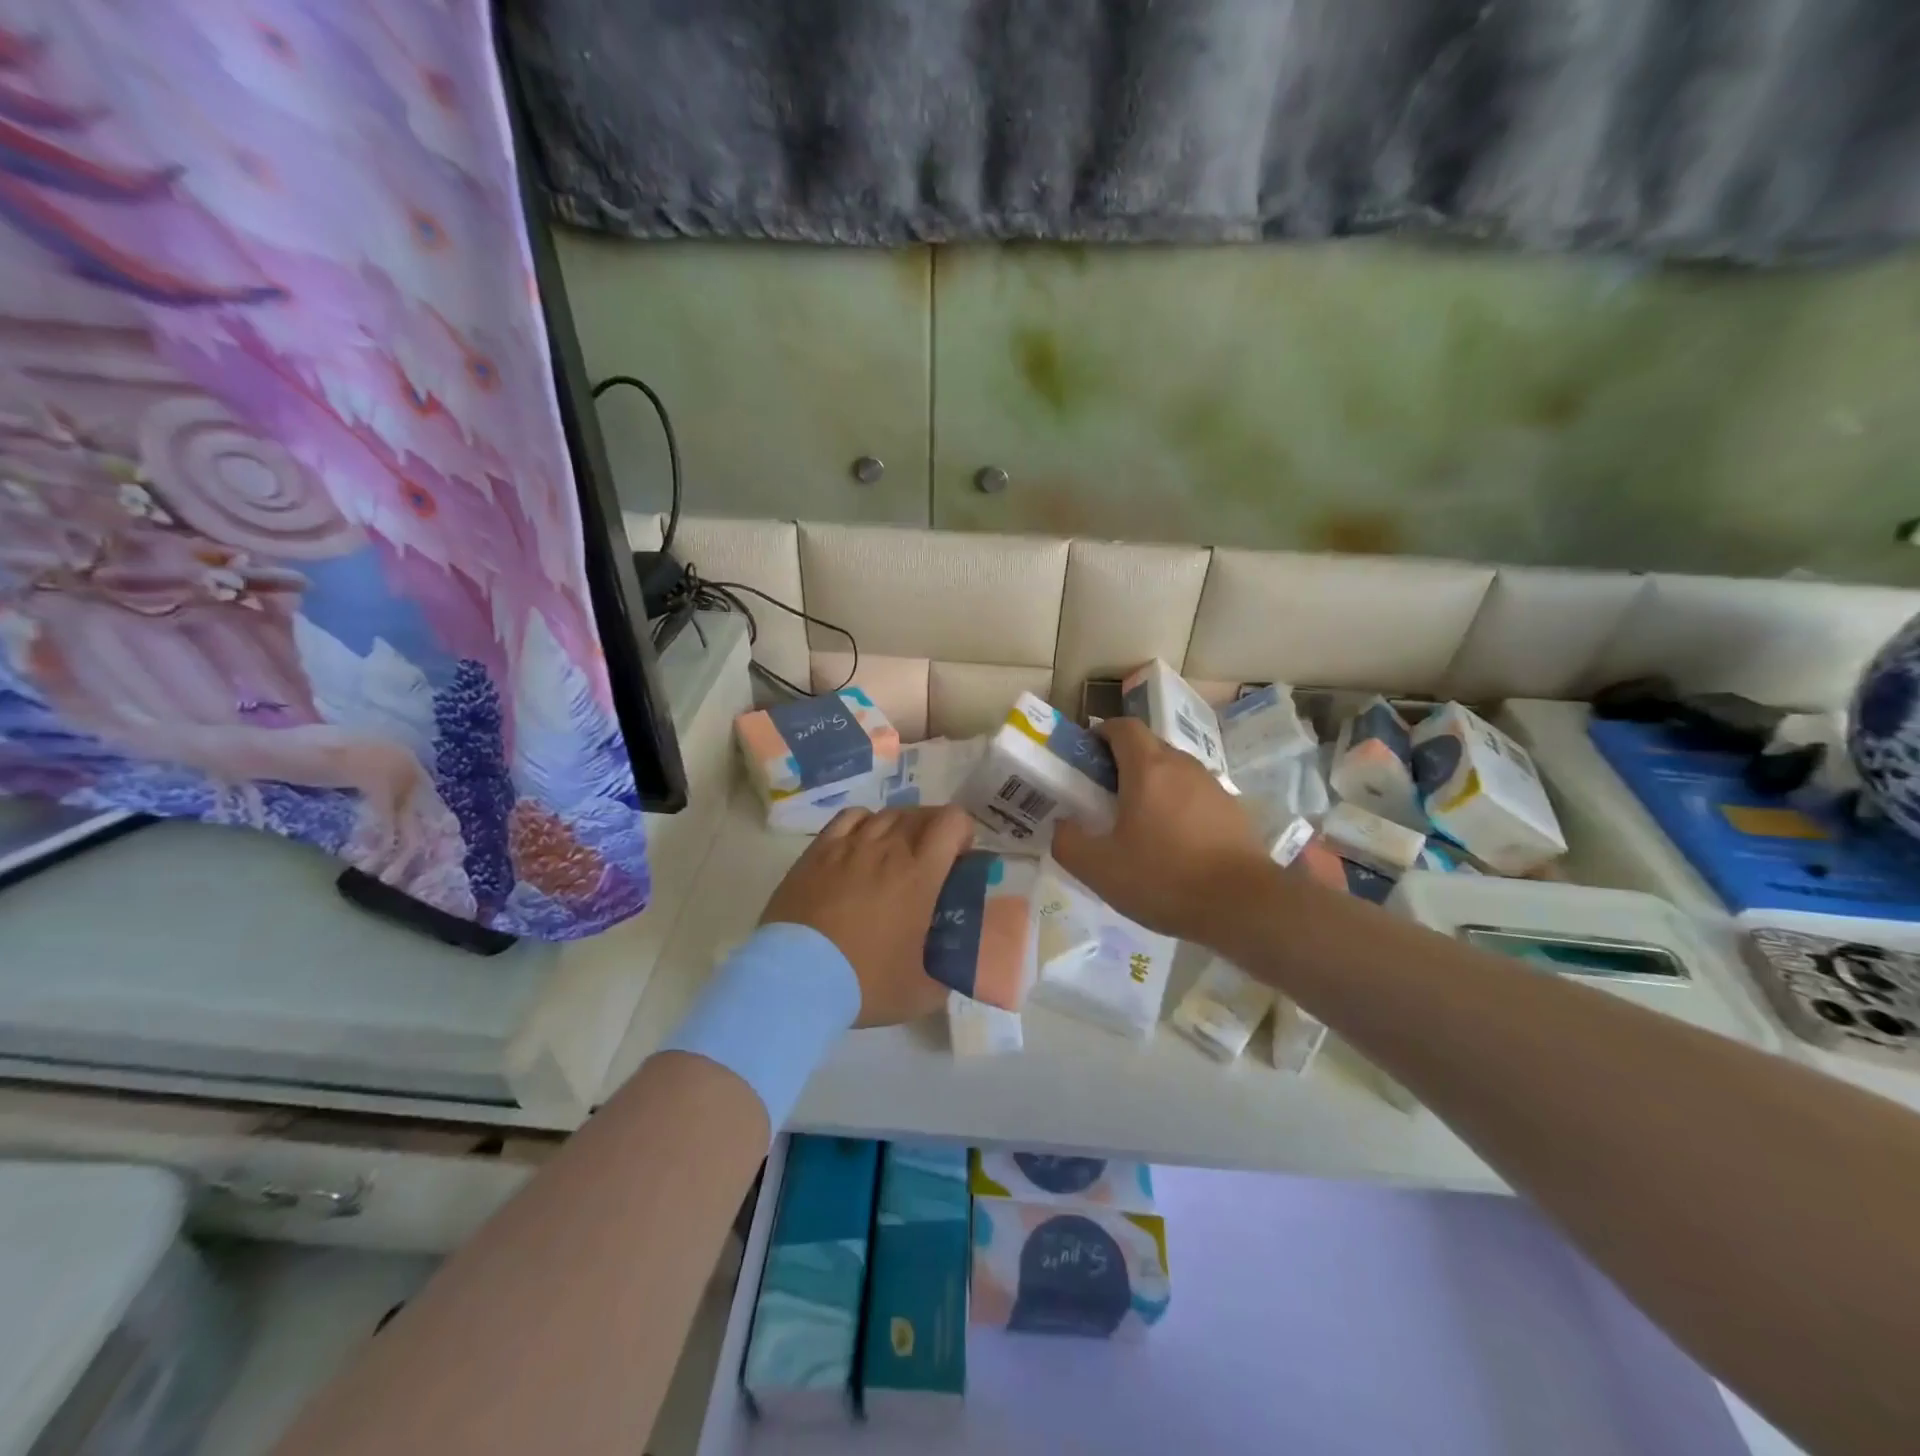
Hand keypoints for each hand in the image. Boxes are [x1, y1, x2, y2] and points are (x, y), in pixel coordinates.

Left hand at [759, 804, 975, 1026]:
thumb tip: (954, 968)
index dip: (963, 832)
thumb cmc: (864, 982)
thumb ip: (947, 974)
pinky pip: (850, 818)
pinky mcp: (818, 851)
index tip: (960, 859)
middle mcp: (887, 848)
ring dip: (901, 828)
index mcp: (920, 874)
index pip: (952, 821)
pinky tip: (862, 845)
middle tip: (931, 862)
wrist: (795, 979)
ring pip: (886, 814)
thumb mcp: (921, 992)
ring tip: (895, 855)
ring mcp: (849, 845)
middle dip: (934, 830)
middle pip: (920, 813)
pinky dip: (865, 823)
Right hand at [1052, 716, 1271, 942]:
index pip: (1123, 726)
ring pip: (1174, 771)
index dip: (1101, 735)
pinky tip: (1173, 844)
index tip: (1086, 760)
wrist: (1243, 906)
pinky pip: (1195, 795)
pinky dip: (1178, 806)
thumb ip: (1068, 842)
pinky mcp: (1233, 810)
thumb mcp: (1099, 868)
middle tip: (1104, 797)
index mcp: (1148, 768)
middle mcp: (1183, 766)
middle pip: (1148, 746)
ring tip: (1139, 824)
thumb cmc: (1164, 878)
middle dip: (1123, 762)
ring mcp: (1213, 786)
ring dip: (1153, 785)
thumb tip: (1062, 825)